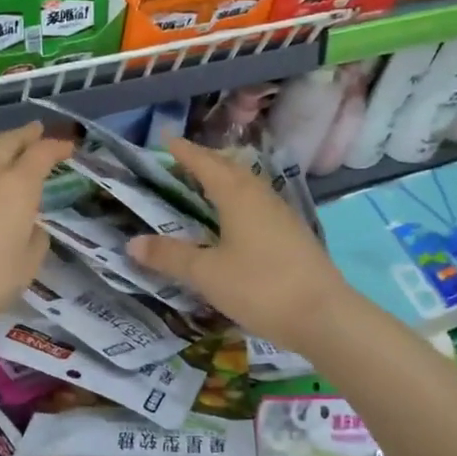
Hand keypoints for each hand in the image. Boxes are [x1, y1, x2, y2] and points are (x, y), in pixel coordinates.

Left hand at [0, 121, 72, 335]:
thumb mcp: (26, 268)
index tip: (67, 146)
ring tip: (0, 154)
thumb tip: (33, 229)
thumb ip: (35, 243)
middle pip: (7, 142)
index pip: (41, 154)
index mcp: (18, 186)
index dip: (56, 147)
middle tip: (36, 130)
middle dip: (25, 134)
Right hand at [126, 136, 349, 353]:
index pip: (205, 164)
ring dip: (225, 178)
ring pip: (247, 185)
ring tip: (206, 183)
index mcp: (237, 196)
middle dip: (205, 160)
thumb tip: (132, 243)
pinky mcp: (292, 235)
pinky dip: (238, 199)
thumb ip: (169, 256)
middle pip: (230, 168)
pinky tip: (235, 218)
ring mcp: (281, 215)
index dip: (184, 152)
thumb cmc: (259, 286)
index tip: (167, 139)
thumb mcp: (206, 273)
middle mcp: (260, 197)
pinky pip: (258, 204)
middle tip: (182, 159)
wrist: (324, 316)